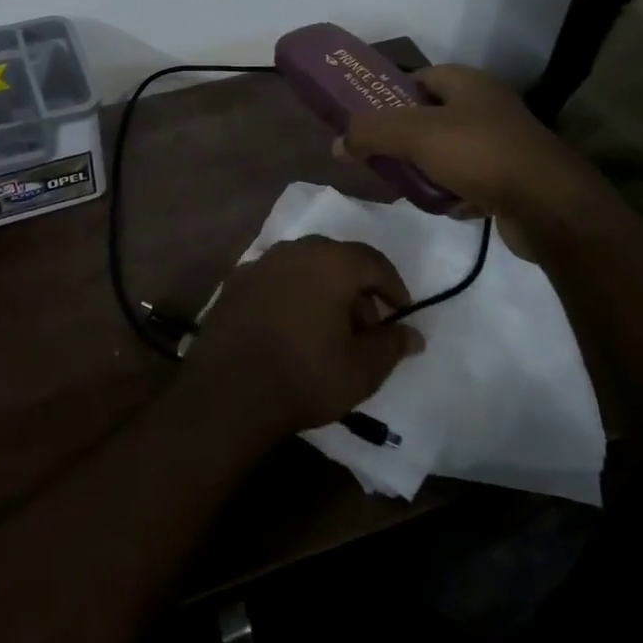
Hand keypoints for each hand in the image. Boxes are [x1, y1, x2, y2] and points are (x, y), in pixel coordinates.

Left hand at [184, 236, 423, 436]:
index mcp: (330, 262)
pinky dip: (291, 294)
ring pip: (304, 266)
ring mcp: (260, 262)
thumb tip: (412, 334)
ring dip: (322, 288)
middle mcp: (294, 250)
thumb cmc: (305, 376)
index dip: (393, 287)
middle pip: (337, 259)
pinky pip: (275, 279)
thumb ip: (391, 345)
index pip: (373, 261)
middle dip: (356, 288)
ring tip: (327, 328)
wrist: (229, 392)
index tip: (400, 313)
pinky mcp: (235, 281)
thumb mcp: (362, 369)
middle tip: (364, 326)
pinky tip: (290, 326)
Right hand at [335, 64, 595, 262]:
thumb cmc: (480, 154)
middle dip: (404, 138)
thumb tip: (336, 143)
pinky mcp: (513, 178)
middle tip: (378, 155)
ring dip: (427, 168)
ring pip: (448, 151)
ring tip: (404, 185)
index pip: (418, 78)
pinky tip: (443, 207)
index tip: (366, 119)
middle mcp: (487, 106)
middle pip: (431, 116)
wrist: (550, 206)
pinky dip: (454, 192)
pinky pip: (470, 180)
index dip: (389, 95)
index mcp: (467, 83)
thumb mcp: (415, 135)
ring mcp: (503, 143)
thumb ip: (371, 133)